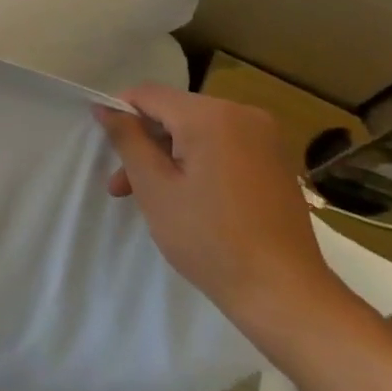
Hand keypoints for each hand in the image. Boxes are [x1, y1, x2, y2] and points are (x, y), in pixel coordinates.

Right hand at [96, 84, 341, 325]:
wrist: (286, 295)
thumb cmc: (210, 239)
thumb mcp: (154, 188)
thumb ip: (127, 139)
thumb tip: (105, 107)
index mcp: (211, 115)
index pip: (149, 94)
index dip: (120, 114)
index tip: (108, 150)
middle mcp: (242, 113)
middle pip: (174, 112)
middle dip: (145, 144)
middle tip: (123, 187)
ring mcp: (264, 137)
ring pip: (196, 130)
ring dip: (169, 156)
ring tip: (151, 197)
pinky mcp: (275, 160)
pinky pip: (222, 145)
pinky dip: (199, 162)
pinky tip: (190, 198)